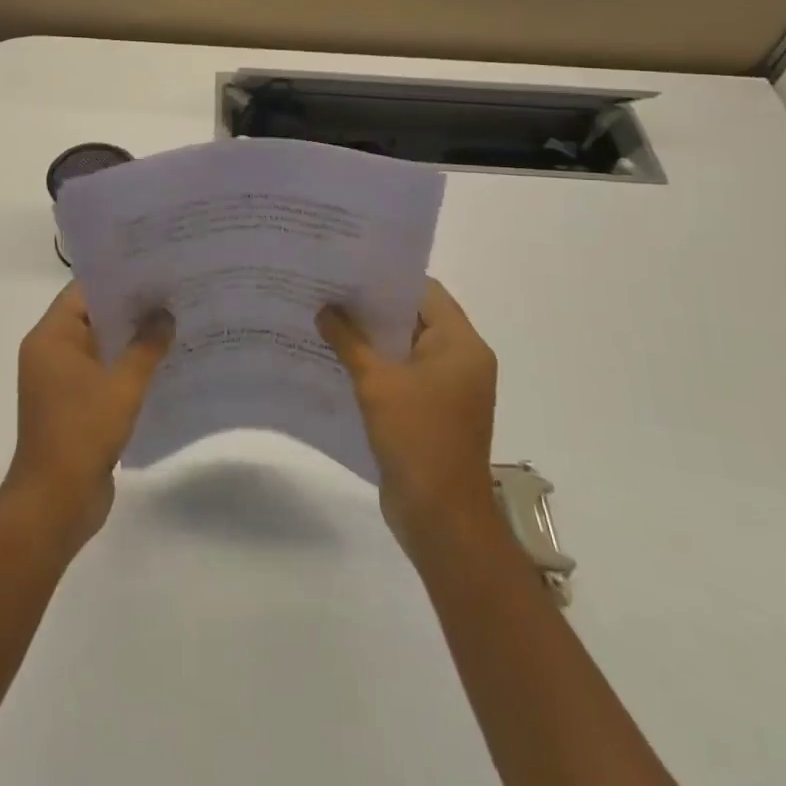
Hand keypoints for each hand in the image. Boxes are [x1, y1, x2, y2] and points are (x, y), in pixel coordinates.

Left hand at [3, 282, 173, 551]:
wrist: (54, 504)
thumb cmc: (82, 433)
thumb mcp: (122, 385)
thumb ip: (146, 346)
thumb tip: (166, 314)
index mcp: (51, 338)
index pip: (84, 291)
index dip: (119, 278)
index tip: (155, 269)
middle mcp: (52, 353)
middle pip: (94, 316)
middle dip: (132, 308)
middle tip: (174, 292)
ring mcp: (62, 381)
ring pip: (102, 346)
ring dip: (133, 339)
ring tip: (176, 322)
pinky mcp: (75, 406)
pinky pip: (104, 373)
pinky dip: (128, 367)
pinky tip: (165, 364)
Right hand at [317, 279, 498, 551]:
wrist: (441, 517)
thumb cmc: (417, 438)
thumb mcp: (376, 382)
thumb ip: (348, 340)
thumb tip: (324, 308)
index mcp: (461, 344)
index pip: (425, 291)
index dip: (387, 278)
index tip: (349, 268)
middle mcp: (461, 360)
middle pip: (415, 317)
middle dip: (373, 306)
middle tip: (329, 289)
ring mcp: (448, 388)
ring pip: (406, 347)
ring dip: (371, 337)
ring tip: (326, 318)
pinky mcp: (433, 411)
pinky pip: (403, 374)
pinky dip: (377, 365)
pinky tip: (338, 359)